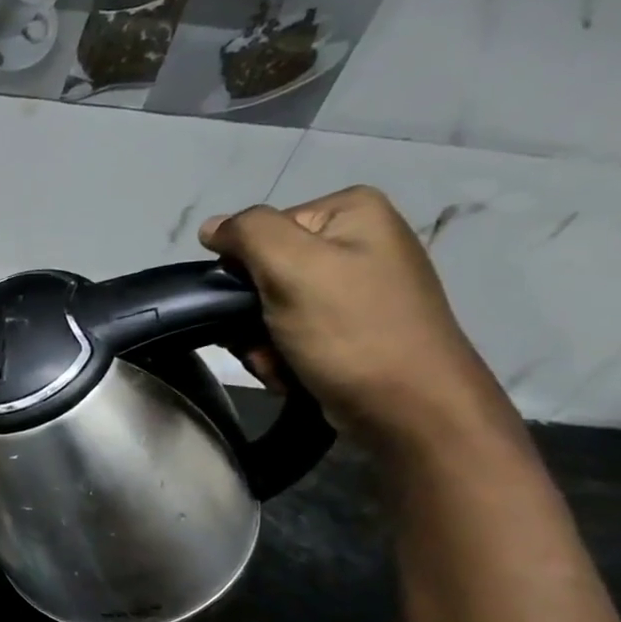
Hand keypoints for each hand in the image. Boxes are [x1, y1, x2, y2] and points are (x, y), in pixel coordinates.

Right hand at [200, 186, 509, 448]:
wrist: (409, 409)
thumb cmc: (351, 330)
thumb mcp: (293, 267)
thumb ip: (247, 233)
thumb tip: (211, 227)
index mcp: (350, 213)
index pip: (258, 232)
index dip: (242, 271)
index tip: (253, 307)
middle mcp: (357, 241)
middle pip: (262, 272)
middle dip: (249, 315)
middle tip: (265, 344)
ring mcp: (354, 287)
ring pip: (268, 308)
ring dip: (259, 342)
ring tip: (280, 363)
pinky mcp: (349, 326)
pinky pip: (288, 332)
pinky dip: (279, 356)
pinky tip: (293, 372)